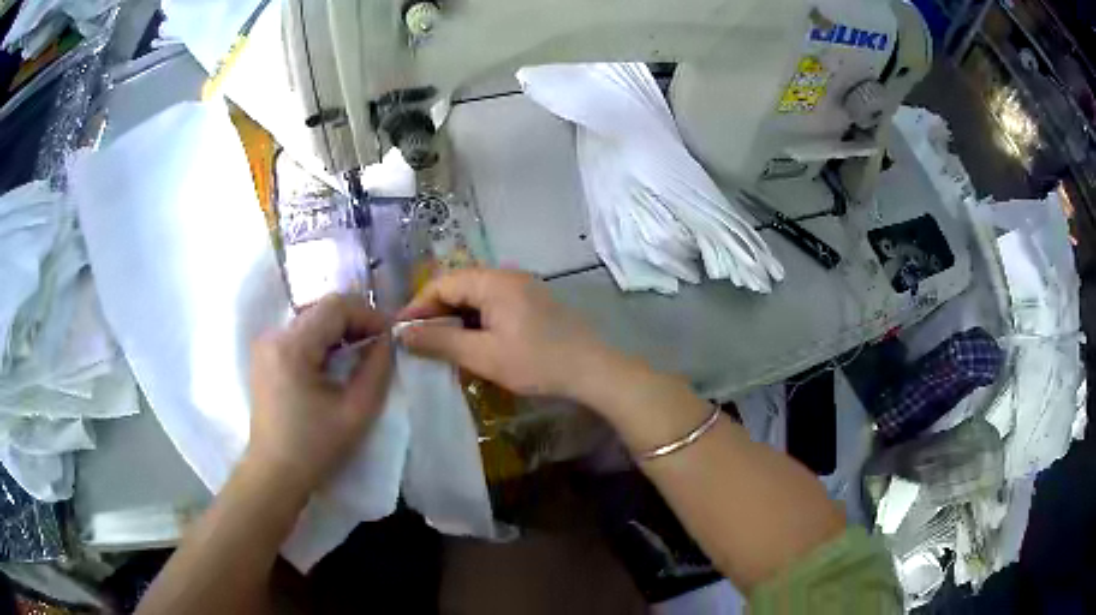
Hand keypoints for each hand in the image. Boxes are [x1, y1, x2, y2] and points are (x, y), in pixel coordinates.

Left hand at [247, 294, 392, 498]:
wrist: (274, 473)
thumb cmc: (315, 447)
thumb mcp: (356, 411)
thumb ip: (377, 369)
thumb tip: (388, 339)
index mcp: (292, 346)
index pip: (335, 306)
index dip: (368, 314)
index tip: (390, 336)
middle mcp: (273, 335)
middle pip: (322, 310)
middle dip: (355, 322)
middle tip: (379, 345)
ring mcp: (265, 344)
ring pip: (311, 319)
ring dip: (339, 331)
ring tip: (360, 355)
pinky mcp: (265, 356)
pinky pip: (299, 334)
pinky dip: (322, 341)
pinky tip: (335, 364)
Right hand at [397, 269, 620, 401]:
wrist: (593, 371)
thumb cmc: (537, 362)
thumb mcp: (484, 355)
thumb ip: (441, 341)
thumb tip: (403, 333)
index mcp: (494, 281)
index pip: (442, 283)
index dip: (417, 306)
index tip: (399, 332)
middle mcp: (507, 276)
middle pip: (458, 287)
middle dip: (435, 313)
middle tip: (417, 342)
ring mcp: (522, 288)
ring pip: (475, 298)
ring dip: (455, 319)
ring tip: (439, 346)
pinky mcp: (532, 303)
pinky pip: (492, 306)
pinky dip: (475, 323)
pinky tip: (471, 344)